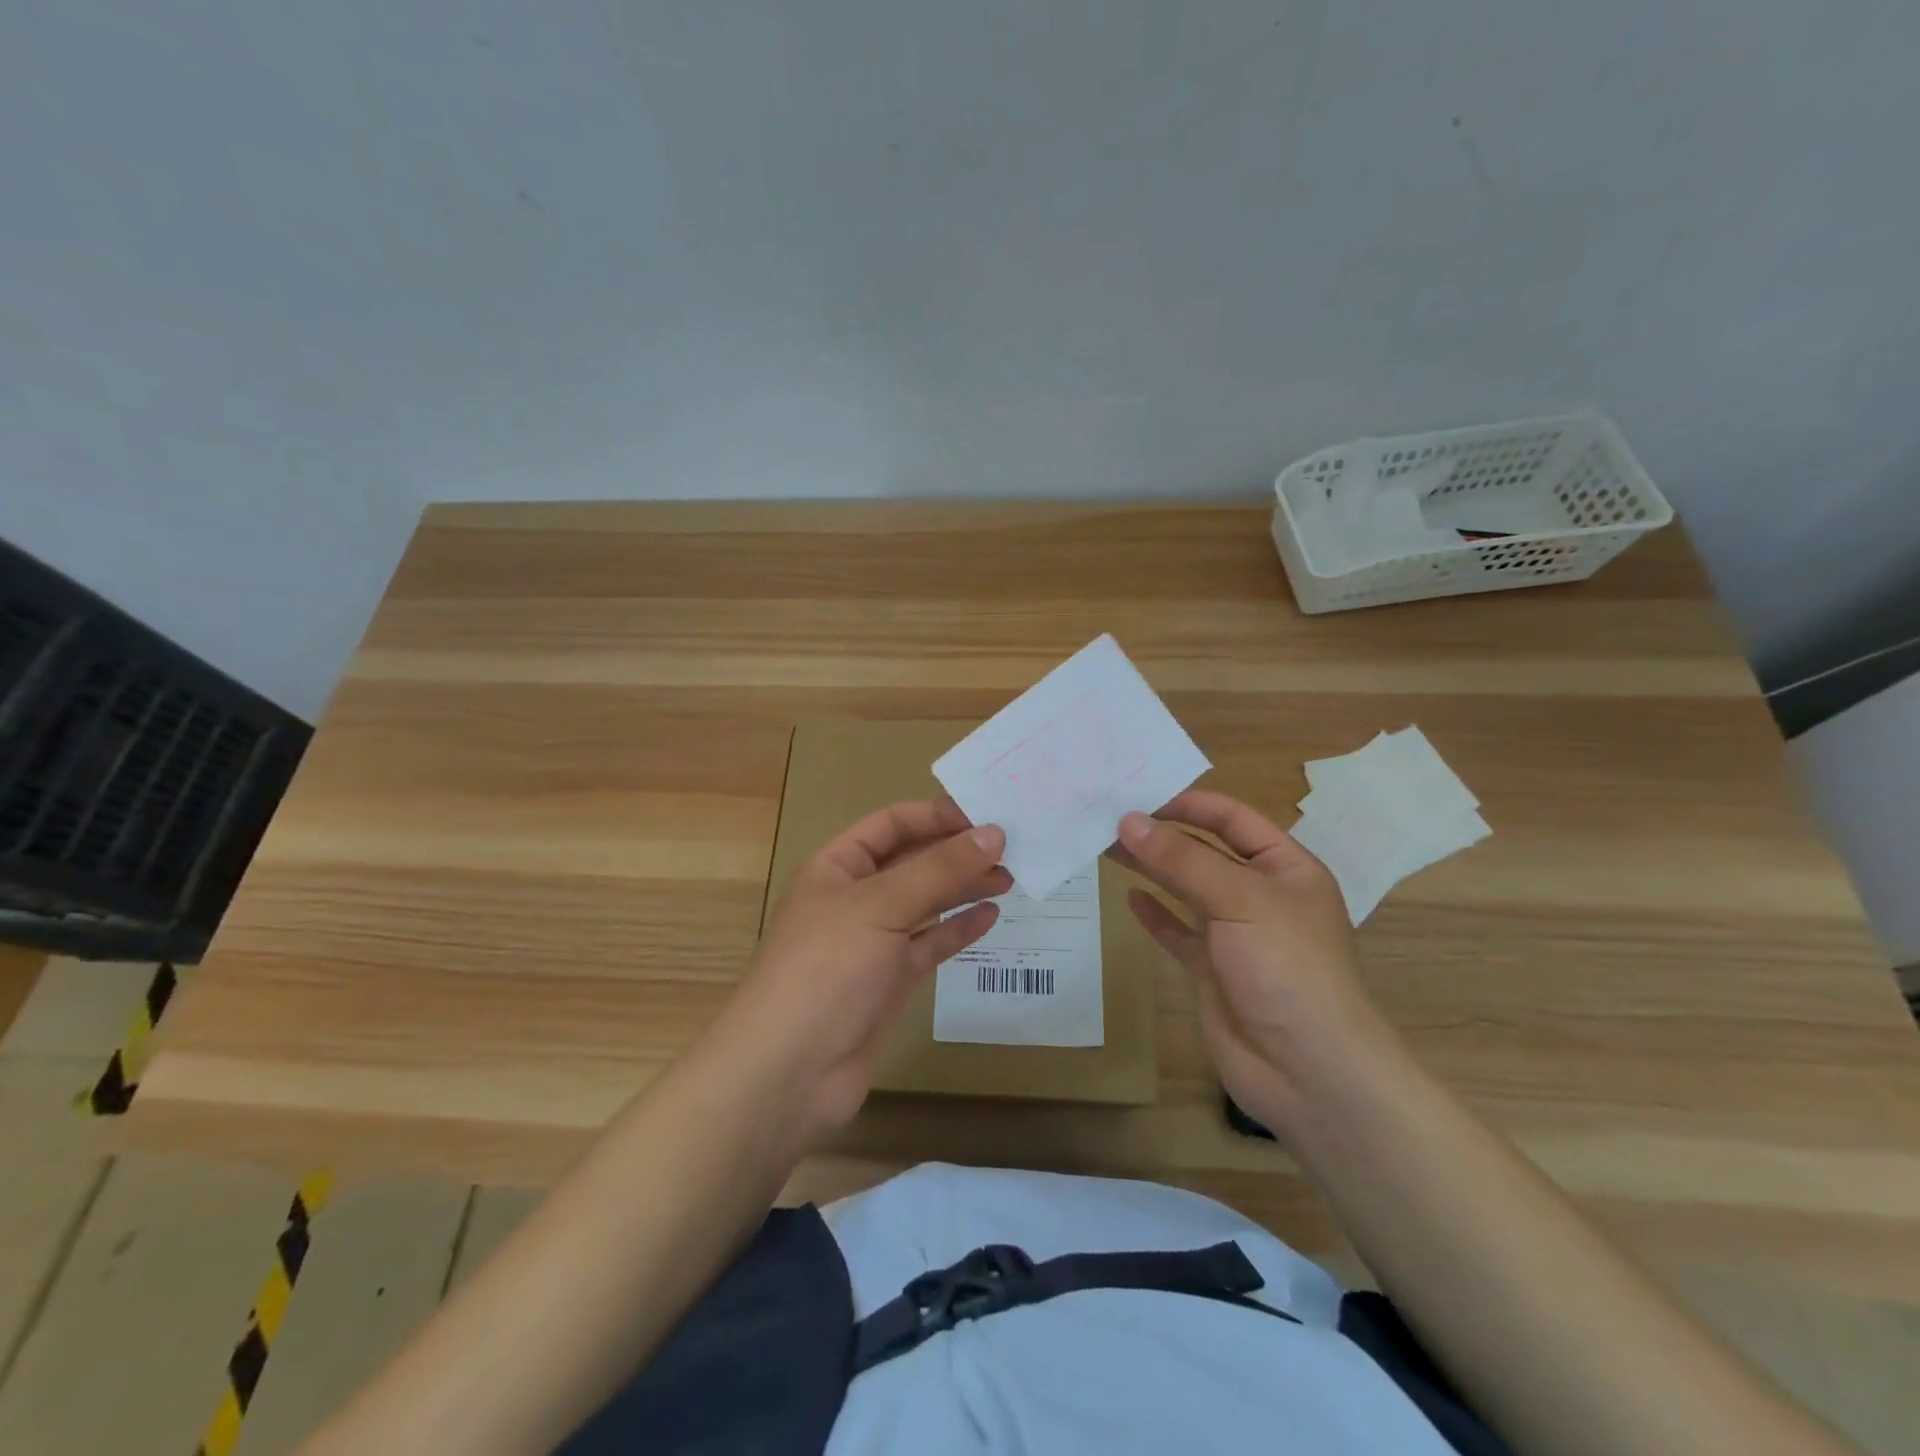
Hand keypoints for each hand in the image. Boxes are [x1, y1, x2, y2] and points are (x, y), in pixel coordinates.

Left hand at [713, 799, 1010, 1142]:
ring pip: (927, 902)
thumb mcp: (880, 906)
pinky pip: (931, 944)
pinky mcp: (891, 980)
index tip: (989, 817)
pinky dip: (959, 929)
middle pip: (914, 861)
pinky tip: (989, 916)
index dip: (938, 816)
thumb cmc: (826, 970)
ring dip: (964, 887)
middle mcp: (857, 897)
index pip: (893, 824)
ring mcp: (875, 941)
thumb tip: (994, 833)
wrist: (788, 1073)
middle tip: (1013, 849)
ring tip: (1010, 878)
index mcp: (839, 866)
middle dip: (958, 852)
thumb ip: (939, 869)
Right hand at [1111, 790, 1399, 1141]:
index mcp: (1285, 868)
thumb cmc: (1288, 968)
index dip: (1189, 804)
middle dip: (1162, 834)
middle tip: (1108, 818)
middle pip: (1205, 852)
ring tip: (1106, 846)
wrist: (1308, 1071)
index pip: (1233, 819)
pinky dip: (1155, 915)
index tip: (1139, 796)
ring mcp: (1236, 934)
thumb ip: (1182, 860)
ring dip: (1152, 868)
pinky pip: (1178, 933)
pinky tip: (1130, 898)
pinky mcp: (1213, 969)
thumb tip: (1128, 820)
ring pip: (1187, 889)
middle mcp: (1261, 895)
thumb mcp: (1241, 900)